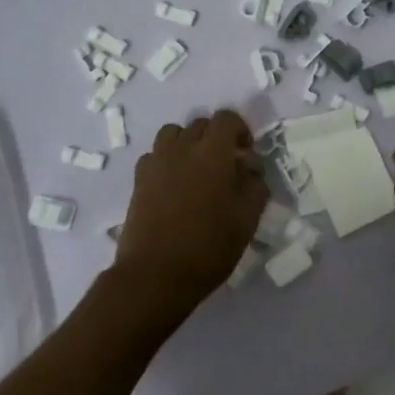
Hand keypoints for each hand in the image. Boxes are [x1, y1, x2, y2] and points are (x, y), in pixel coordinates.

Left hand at [114, 110, 267, 324]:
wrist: (155, 275)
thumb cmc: (209, 247)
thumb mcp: (247, 220)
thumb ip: (255, 186)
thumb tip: (251, 169)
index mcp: (213, 153)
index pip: (226, 118)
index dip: (240, 130)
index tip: (245, 154)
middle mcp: (183, 148)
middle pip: (201, 124)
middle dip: (216, 138)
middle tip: (225, 166)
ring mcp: (157, 162)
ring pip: (174, 134)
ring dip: (188, 143)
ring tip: (196, 170)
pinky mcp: (139, 179)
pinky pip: (154, 155)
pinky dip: (166, 160)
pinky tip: (173, 185)